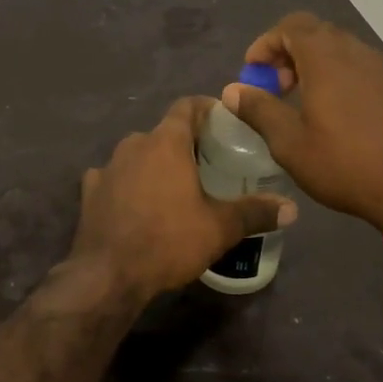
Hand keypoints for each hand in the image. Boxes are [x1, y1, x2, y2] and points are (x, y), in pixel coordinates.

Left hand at [71, 97, 296, 300]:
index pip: (187, 106)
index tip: (223, 120)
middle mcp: (134, 144)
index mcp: (166, 142)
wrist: (108, 275)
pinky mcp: (89, 191)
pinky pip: (114, 177)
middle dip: (185, 142)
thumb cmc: (168, 241)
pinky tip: (137, 204)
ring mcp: (107, 167)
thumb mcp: (220, 228)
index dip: (206, 108)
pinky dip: (128, 184)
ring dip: (156, 163)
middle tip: (208, 162)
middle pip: (164, 132)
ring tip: (176, 186)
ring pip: (138, 154)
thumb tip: (292, 208)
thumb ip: (255, 212)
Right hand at [221, 13, 382, 226]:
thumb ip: (259, 110)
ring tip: (303, 102)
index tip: (253, 74)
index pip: (290, 26)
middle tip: (276, 87)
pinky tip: (335, 115)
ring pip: (340, 50)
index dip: (265, 44)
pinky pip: (360, 68)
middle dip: (288, 53)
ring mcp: (382, 69)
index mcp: (326, 58)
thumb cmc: (345, 164)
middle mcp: (355, 52)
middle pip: (315, 33)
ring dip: (314, 65)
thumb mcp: (290, 143)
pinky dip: (338, 77)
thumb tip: (233, 90)